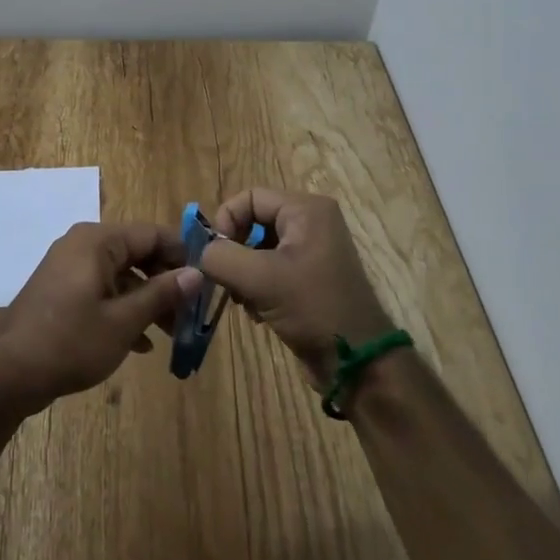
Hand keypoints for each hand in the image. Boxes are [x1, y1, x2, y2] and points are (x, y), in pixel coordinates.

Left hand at [0, 221, 198, 418]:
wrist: (6, 372)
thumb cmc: (69, 341)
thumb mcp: (123, 321)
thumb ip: (161, 294)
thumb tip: (196, 273)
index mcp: (98, 241)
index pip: (152, 234)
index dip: (183, 255)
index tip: (208, 281)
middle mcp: (83, 245)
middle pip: (137, 253)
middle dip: (166, 282)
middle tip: (192, 313)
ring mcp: (69, 268)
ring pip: (121, 275)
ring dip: (147, 300)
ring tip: (172, 333)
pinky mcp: (62, 292)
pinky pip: (103, 291)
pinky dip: (123, 310)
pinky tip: (141, 343)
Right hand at [198, 189, 394, 384]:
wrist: (357, 362)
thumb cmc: (313, 308)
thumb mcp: (260, 279)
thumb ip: (220, 257)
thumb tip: (202, 253)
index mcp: (305, 210)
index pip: (249, 198)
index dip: (226, 221)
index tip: (215, 255)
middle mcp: (311, 222)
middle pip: (253, 222)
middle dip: (234, 251)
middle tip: (225, 280)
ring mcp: (312, 250)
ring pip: (258, 248)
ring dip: (243, 273)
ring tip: (242, 301)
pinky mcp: (310, 277)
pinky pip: (271, 269)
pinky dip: (257, 286)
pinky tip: (257, 312)